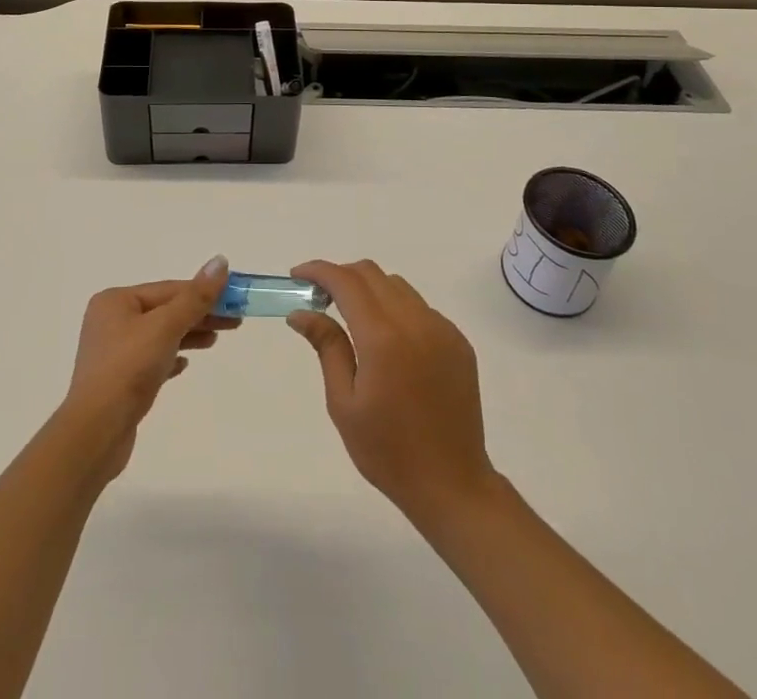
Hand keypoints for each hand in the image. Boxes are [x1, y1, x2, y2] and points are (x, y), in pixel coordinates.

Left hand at [58, 256, 238, 481]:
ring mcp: (113, 352)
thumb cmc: (129, 369)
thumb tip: (220, 261)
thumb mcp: (166, 327)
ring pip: (160, 335)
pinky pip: (151, 360)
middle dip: (199, 315)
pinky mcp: (118, 380)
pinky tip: (185, 365)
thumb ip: (196, 296)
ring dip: (188, 335)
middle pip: (165, 311)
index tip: (234, 299)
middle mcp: (110, 321)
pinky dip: (171, 357)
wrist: (95, 432)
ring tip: (215, 340)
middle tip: (235, 321)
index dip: (204, 292)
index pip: (169, 290)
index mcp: (116, 301)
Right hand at [287, 259, 497, 525]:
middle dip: (342, 276)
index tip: (297, 276)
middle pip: (372, 274)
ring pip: (397, 286)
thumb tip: (301, 312)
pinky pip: (420, 308)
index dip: (319, 271)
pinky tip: (388, 342)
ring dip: (369, 290)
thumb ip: (327, 347)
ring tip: (352, 319)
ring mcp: (442, 329)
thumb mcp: (344, 403)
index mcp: (383, 338)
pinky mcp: (458, 341)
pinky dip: (396, 309)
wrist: (452, 485)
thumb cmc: (388, 451)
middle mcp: (416, 322)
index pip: (346, 282)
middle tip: (319, 298)